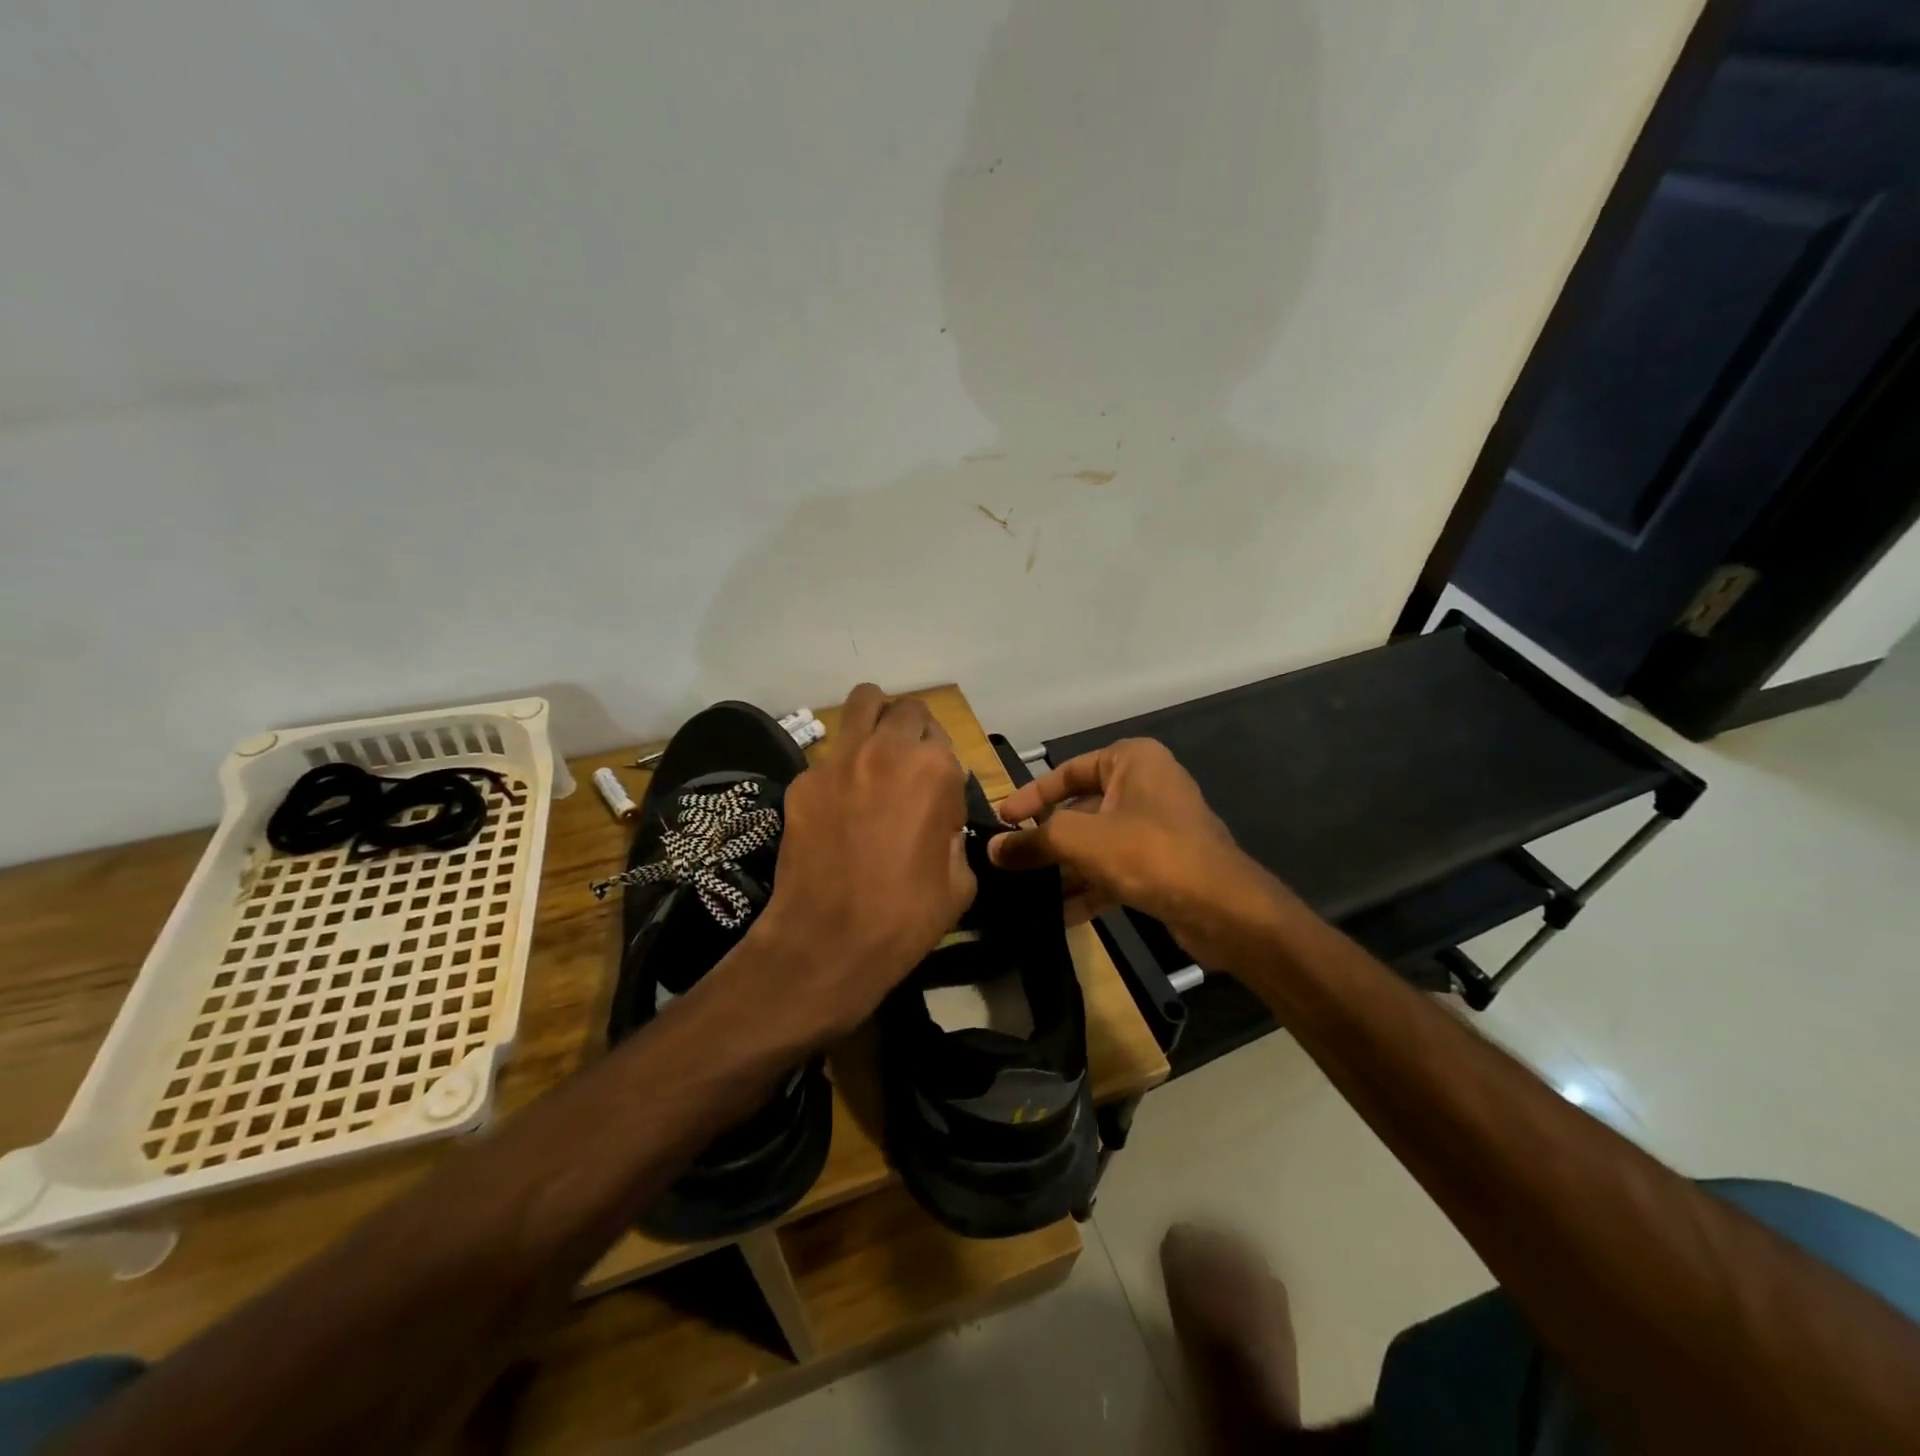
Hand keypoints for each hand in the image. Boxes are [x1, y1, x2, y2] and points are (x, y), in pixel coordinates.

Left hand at [744, 685, 974, 1036]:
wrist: (828, 940)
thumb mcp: (960, 879)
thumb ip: (954, 832)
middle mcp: (887, 749)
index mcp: (935, 769)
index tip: (936, 800)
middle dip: (913, 731)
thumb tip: (939, 818)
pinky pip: (829, 754)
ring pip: (862, 702)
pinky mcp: (803, 779)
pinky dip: (841, 765)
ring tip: (874, 753)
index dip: (944, 770)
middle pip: (907, 709)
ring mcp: (839, 759)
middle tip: (907, 767)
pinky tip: (837, 803)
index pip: (945, 741)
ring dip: (876, 719)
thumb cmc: (907, 916)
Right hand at [988, 738, 1293, 968]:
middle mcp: (1145, 786)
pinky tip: (1060, 915)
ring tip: (1027, 892)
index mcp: (1131, 761)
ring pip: (1097, 843)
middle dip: (1047, 839)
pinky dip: (1089, 888)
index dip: (1030, 796)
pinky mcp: (1162, 864)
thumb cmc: (1148, 852)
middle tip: (1009, 860)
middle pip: (1080, 809)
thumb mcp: (1080, 840)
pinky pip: (1115, 869)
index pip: (1067, 771)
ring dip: (1064, 869)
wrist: (1223, 909)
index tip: (1001, 820)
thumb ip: (1033, 841)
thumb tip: (993, 850)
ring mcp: (1156, 827)